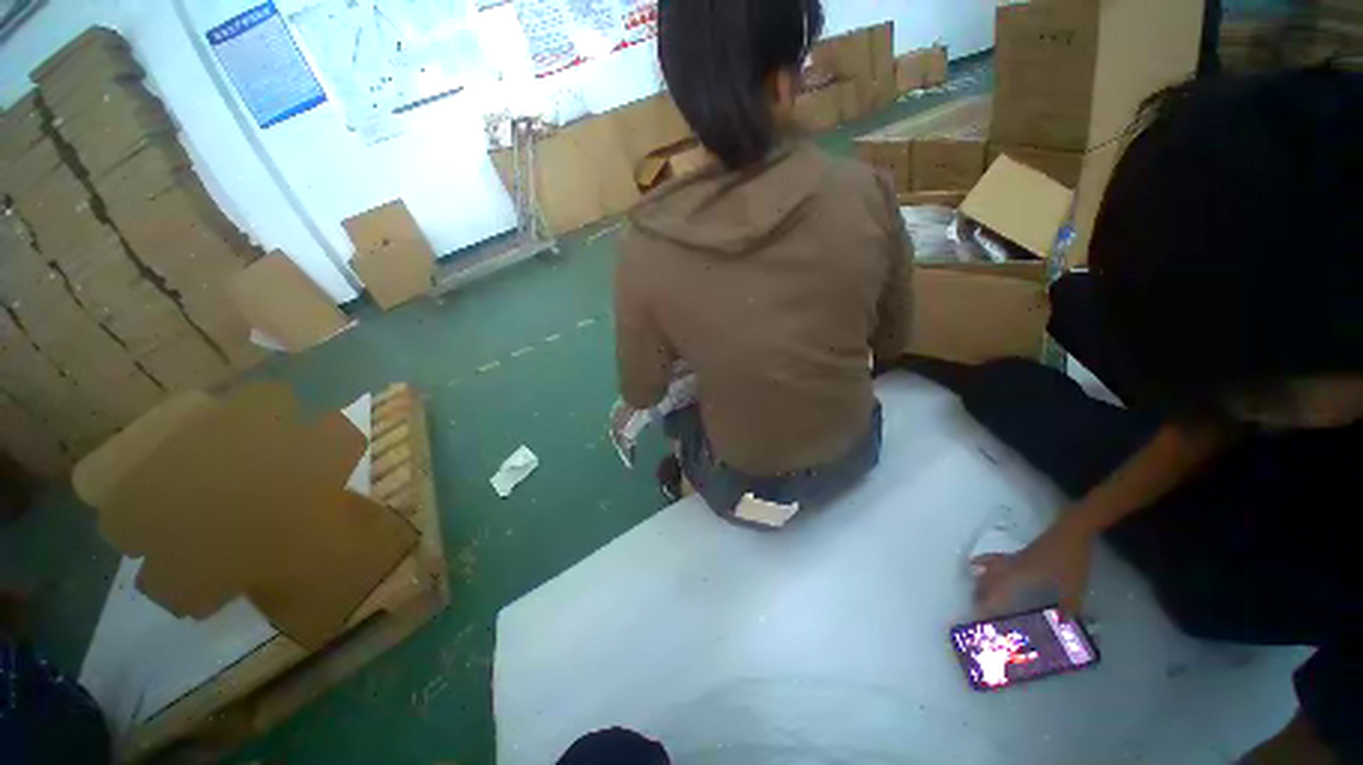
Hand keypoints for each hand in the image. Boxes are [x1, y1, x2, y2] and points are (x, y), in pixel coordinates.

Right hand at [971, 518, 1093, 616]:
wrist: (1069, 533)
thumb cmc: (1070, 560)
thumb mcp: (1074, 587)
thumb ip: (1068, 607)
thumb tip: (1061, 625)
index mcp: (1021, 578)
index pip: (997, 594)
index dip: (986, 607)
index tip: (978, 619)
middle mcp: (1010, 568)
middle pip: (987, 581)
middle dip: (979, 596)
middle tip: (976, 611)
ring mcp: (1012, 560)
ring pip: (987, 570)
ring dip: (979, 581)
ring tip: (974, 592)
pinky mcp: (1016, 555)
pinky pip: (993, 561)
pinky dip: (983, 564)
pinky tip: (978, 564)